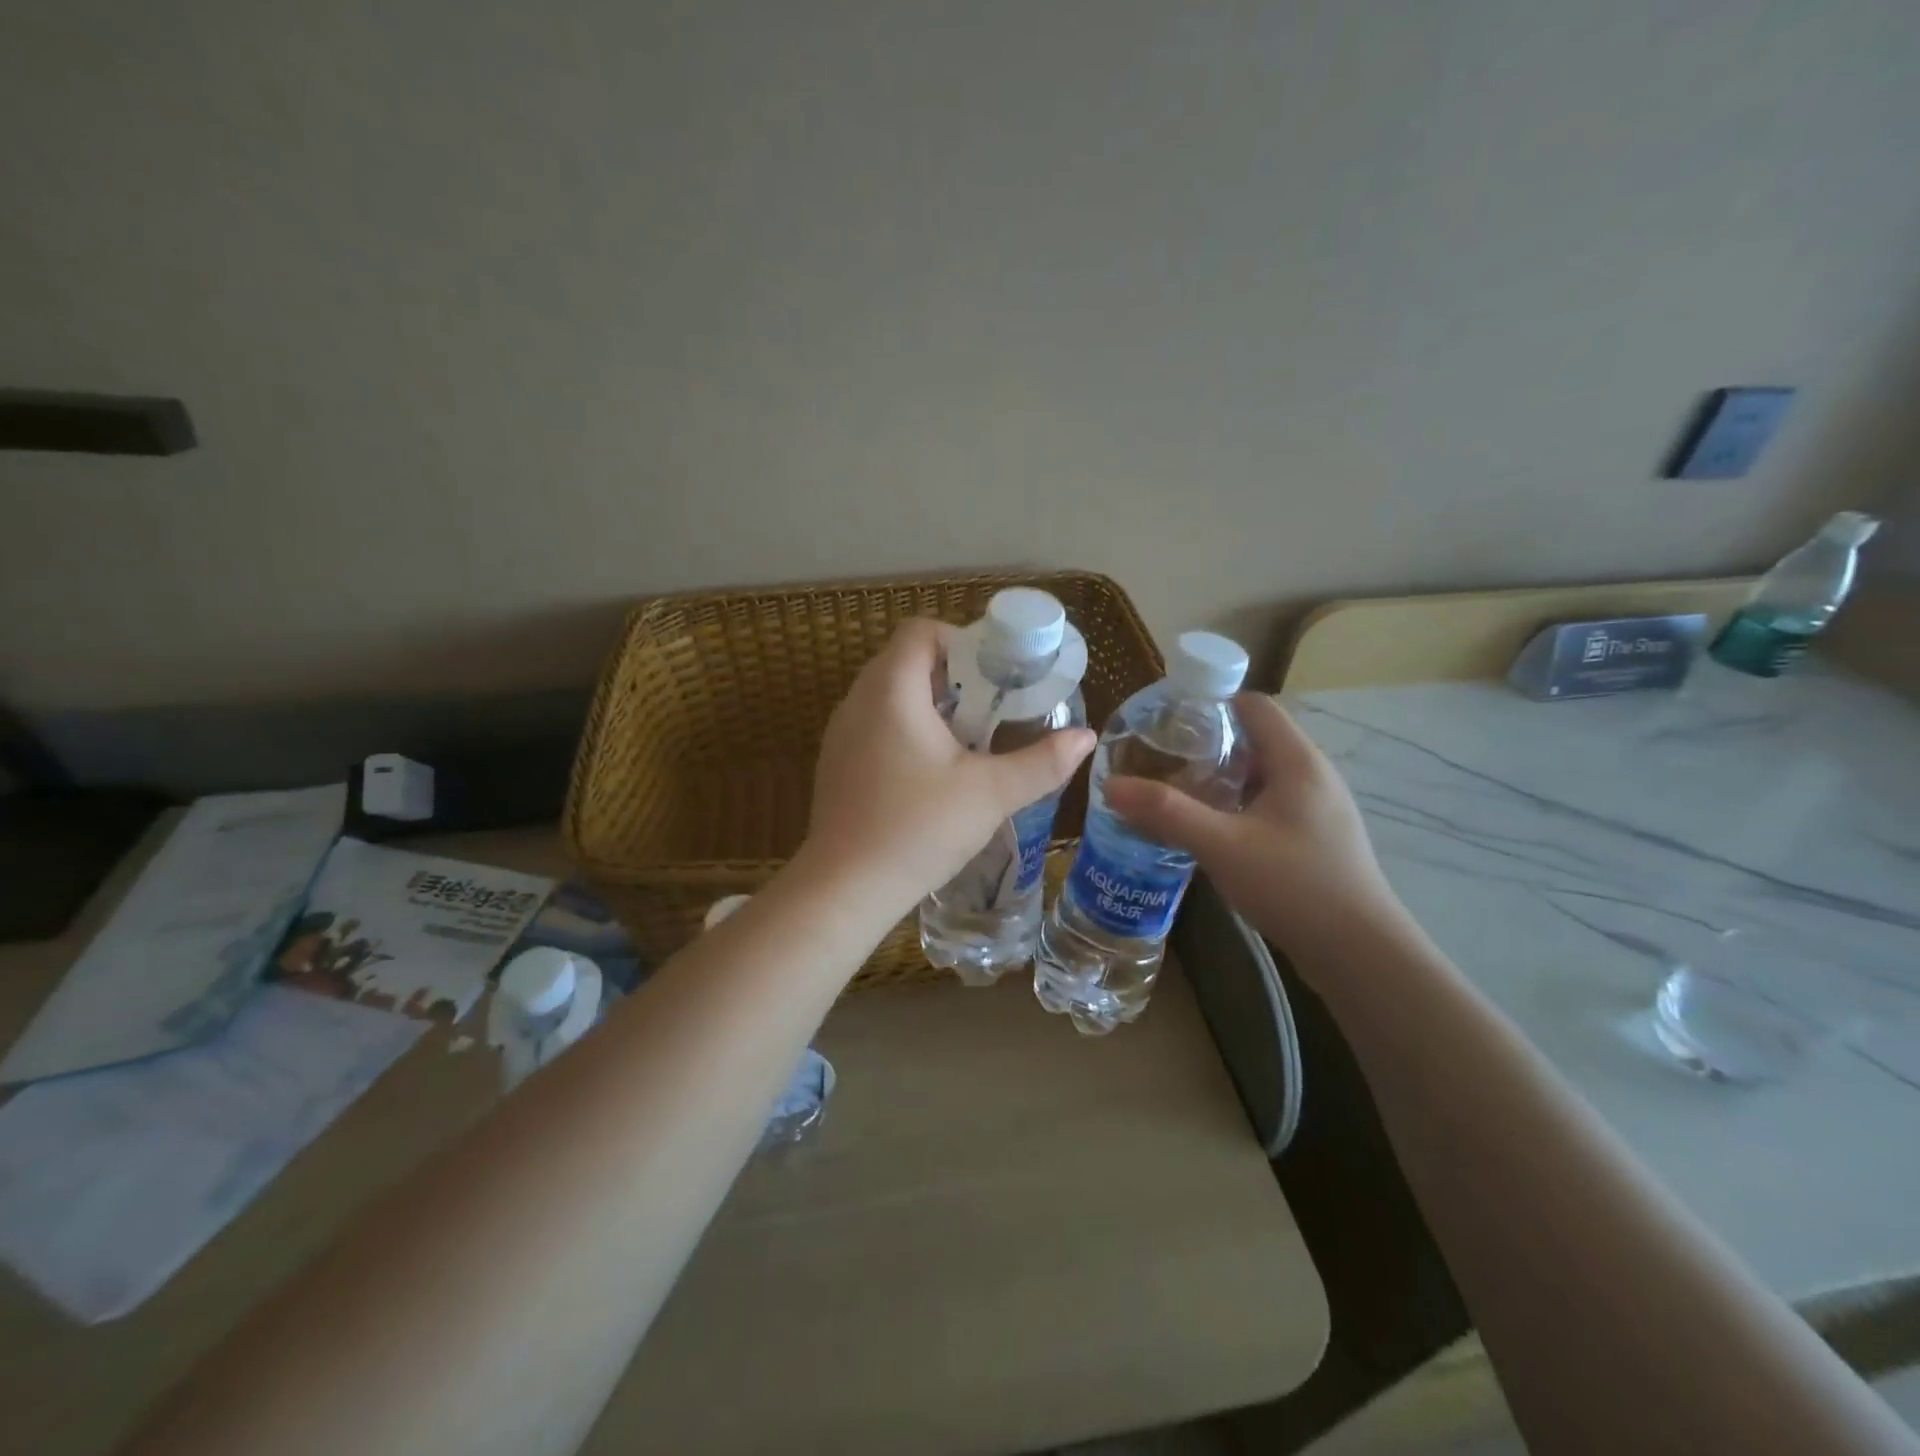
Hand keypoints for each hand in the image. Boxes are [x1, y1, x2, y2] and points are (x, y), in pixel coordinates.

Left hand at [800, 619, 1095, 915]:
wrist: (845, 888)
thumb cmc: (918, 829)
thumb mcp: (990, 794)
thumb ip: (1041, 762)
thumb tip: (1086, 738)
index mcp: (891, 691)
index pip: (921, 631)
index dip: (962, 640)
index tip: (995, 673)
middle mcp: (857, 701)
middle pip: (906, 660)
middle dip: (954, 675)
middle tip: (993, 706)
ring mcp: (840, 733)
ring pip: (889, 694)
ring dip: (930, 704)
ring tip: (969, 738)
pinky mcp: (837, 763)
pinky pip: (874, 723)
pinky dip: (906, 728)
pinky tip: (932, 771)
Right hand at [1102, 693, 1402, 960]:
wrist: (1359, 954)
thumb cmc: (1294, 885)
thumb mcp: (1222, 845)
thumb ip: (1166, 813)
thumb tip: (1110, 786)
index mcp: (1297, 761)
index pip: (1253, 705)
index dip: (1210, 704)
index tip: (1167, 723)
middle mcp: (1313, 775)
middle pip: (1255, 739)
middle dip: (1206, 745)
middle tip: (1161, 761)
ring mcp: (1318, 808)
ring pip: (1261, 775)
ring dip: (1220, 779)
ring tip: (1177, 793)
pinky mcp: (1316, 837)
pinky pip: (1269, 803)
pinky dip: (1237, 805)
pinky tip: (1210, 830)